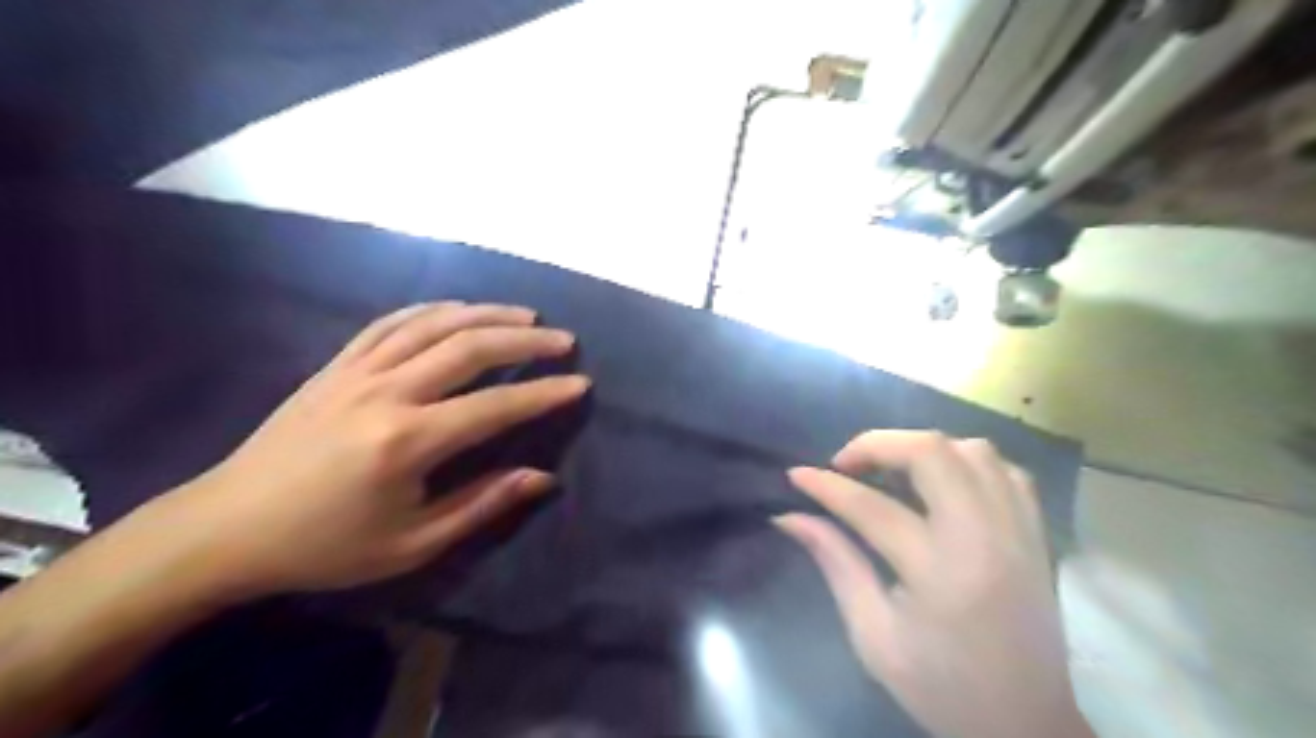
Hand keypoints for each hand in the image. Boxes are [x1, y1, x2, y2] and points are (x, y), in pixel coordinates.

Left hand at [140, 304, 584, 595]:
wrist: (227, 528)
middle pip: (470, 348)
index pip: (495, 406)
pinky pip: (390, 323)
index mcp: (407, 442)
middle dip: (525, 341)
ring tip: (526, 316)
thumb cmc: (326, 545)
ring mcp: (357, 372)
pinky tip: (459, 309)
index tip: (580, 383)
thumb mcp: (411, 543)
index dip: (544, 394)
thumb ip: (482, 504)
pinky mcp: (336, 365)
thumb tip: (542, 477)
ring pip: (434, 325)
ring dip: (486, 314)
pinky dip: (432, 310)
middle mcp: (386, 393)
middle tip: (564, 340)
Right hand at [775, 429, 1095, 737]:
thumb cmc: (941, 688)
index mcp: (940, 572)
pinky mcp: (1037, 535)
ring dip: (923, 449)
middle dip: (878, 444)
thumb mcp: (873, 636)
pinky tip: (942, 483)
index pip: (871, 507)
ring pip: (974, 450)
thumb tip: (790, 517)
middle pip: (932, 453)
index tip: (796, 475)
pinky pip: (1005, 471)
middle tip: (847, 464)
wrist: (1026, 726)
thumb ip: (836, 564)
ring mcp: (1019, 531)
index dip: (826, 485)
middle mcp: (986, 538)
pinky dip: (966, 462)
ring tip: (892, 470)